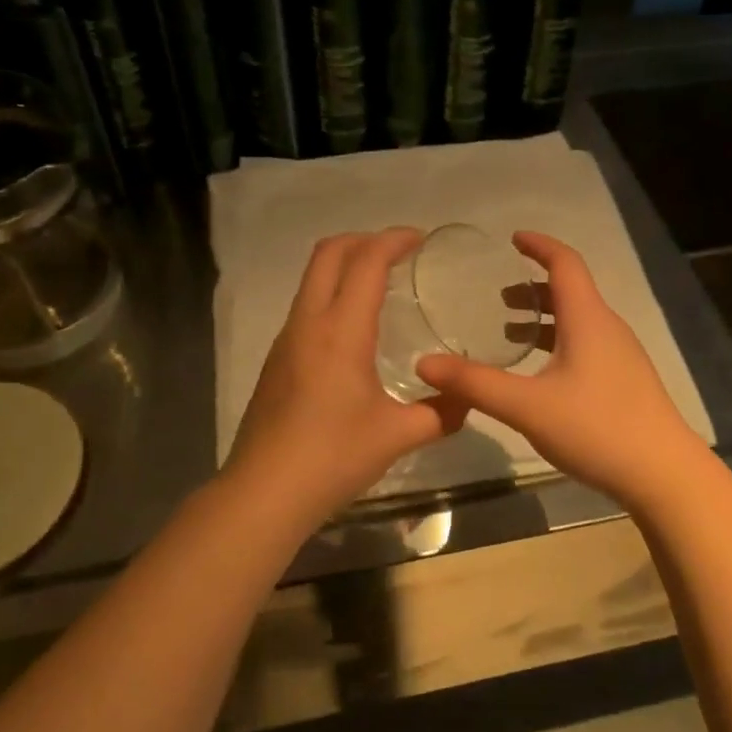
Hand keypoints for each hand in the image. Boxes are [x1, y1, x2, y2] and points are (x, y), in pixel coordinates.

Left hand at [226, 228, 468, 529]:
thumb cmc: (333, 457)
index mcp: (341, 331)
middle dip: (364, 240)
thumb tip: (467, 399)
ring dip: (344, 266)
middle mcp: (308, 323)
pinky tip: (354, 332)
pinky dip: (332, 295)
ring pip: (312, 279)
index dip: (393, 239)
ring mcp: (286, 340)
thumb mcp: (398, 435)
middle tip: (398, 252)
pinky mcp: (276, 360)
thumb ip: (440, 413)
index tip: (420, 239)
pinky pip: (306, 307)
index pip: (366, 262)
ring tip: (380, 286)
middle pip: (328, 253)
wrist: (264, 492)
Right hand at [416, 231, 704, 507]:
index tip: (513, 239)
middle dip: (533, 288)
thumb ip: (475, 384)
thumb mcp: (527, 406)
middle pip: (570, 291)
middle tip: (497, 296)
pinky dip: (558, 341)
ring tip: (511, 331)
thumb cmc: (597, 428)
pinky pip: (587, 343)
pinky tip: (541, 373)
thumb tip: (424, 363)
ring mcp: (621, 356)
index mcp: (588, 319)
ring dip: (545, 317)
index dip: (539, 246)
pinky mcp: (625, 381)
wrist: (664, 475)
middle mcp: (608, 328)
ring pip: (579, 320)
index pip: (565, 263)